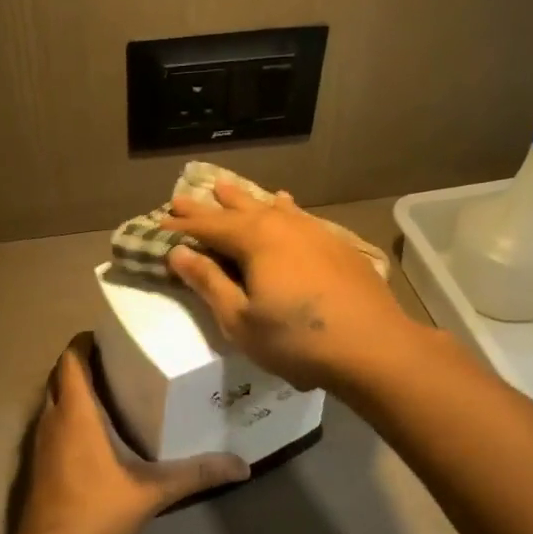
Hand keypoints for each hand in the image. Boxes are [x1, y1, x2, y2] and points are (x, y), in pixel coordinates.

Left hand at [14, 335, 248, 533]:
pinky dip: (68, 415)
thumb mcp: (154, 491)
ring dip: (74, 390)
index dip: (85, 342)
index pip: (70, 359)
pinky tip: (95, 432)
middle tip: (118, 362)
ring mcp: (40, 442)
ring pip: (52, 400)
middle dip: (82, 363)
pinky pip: (51, 423)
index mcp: (76, 412)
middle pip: (60, 375)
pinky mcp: (38, 463)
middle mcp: (53, 418)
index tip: (110, 336)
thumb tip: (243, 466)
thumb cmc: (98, 510)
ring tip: (111, 391)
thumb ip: (197, 474)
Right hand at [162, 184, 414, 391]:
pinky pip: (298, 216)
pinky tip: (285, 204)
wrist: (373, 346)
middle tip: (183, 195)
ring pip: (270, 207)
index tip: (159, 219)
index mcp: (255, 239)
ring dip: (244, 199)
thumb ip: (209, 283)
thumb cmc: (296, 340)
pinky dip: (282, 209)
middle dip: (209, 206)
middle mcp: (283, 225)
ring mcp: (314, 231)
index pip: (209, 226)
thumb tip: (179, 253)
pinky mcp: (336, 244)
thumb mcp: (240, 319)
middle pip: (238, 210)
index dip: (182, 224)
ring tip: (226, 187)